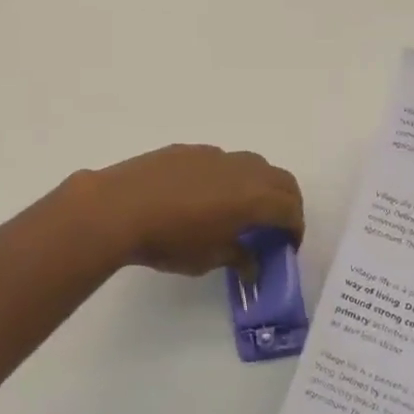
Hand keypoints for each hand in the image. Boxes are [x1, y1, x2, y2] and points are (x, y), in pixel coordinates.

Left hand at [69, 145, 303, 276]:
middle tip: (275, 226)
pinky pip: (221, 160)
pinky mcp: (188, 150)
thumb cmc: (168, 240)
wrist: (119, 206)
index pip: (290, 208)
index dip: (295, 228)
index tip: (287, 246)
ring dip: (257, 185)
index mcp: (252, 198)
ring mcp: (213, 155)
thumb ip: (237, 257)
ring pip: (251, 164)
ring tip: (241, 209)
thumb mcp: (207, 259)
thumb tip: (252, 263)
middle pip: (280, 179)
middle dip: (285, 202)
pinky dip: (228, 177)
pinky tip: (205, 196)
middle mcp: (240, 169)